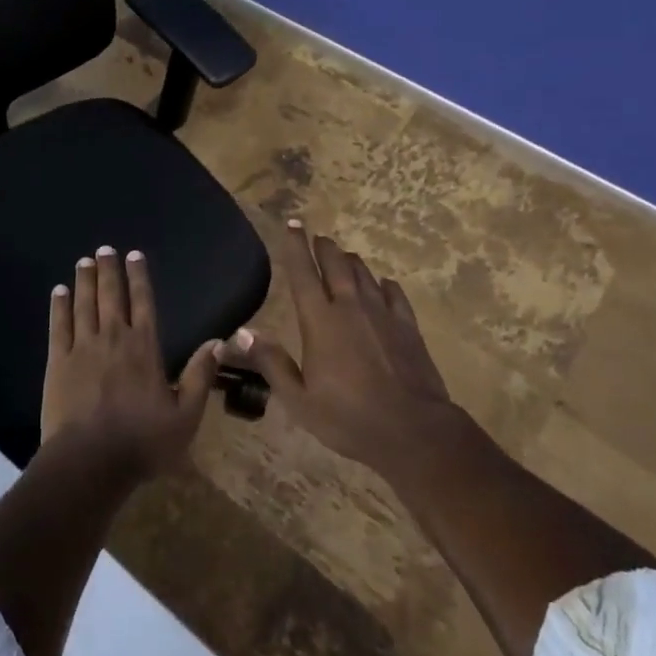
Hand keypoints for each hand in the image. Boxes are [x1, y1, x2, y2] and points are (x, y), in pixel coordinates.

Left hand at [41, 247, 219, 477]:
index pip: (144, 303)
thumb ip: (200, 376)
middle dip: (108, 270)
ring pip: (84, 304)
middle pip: (111, 295)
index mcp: (145, 348)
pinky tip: (59, 292)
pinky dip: (59, 306)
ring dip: (85, 281)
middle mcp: (114, 338)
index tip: (134, 255)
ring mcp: (83, 348)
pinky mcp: (58, 362)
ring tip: (84, 262)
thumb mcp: (185, 416)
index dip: (139, 277)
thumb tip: (218, 342)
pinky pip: (59, 326)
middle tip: (104, 249)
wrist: (89, 462)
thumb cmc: (142, 442)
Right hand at [223, 221, 456, 477]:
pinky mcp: (408, 327)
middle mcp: (350, 307)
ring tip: (344, 256)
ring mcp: (382, 314)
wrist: (413, 431)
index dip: (295, 247)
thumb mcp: (299, 400)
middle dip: (325, 248)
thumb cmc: (349, 418)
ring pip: (364, 275)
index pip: (303, 273)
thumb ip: (271, 363)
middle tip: (318, 238)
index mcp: (320, 321)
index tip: (293, 224)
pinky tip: (383, 284)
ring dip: (351, 262)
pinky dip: (384, 284)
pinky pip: (394, 294)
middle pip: (336, 265)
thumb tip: (242, 332)